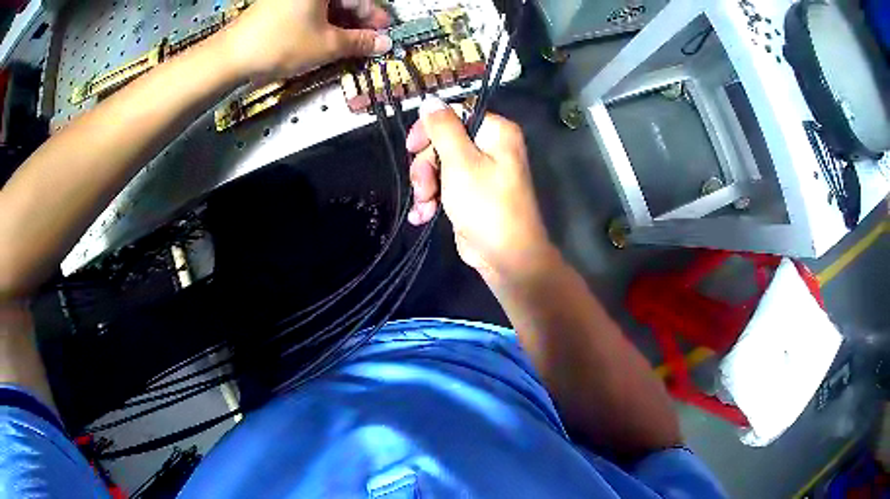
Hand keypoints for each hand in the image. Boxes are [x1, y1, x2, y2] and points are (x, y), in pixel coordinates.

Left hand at [221, 0, 391, 81]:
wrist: (230, 56)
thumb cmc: (282, 45)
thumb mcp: (326, 45)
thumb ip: (359, 43)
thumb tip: (385, 44)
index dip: (374, 18)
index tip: (383, 36)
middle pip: (342, 1)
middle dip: (357, 22)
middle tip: (366, 44)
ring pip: (326, 7)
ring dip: (340, 26)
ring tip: (346, 47)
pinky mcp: (279, 5)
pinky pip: (309, 11)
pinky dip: (321, 25)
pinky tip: (325, 40)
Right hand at [405, 97, 555, 280]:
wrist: (505, 256)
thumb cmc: (486, 204)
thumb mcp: (460, 162)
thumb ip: (443, 128)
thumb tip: (430, 99)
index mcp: (495, 132)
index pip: (455, 114)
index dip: (429, 128)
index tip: (412, 146)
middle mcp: (489, 147)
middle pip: (443, 141)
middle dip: (426, 165)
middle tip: (423, 186)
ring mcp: (479, 171)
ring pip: (438, 165)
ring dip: (425, 186)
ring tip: (425, 205)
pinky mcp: (469, 193)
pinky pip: (443, 185)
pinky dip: (431, 199)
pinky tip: (422, 216)